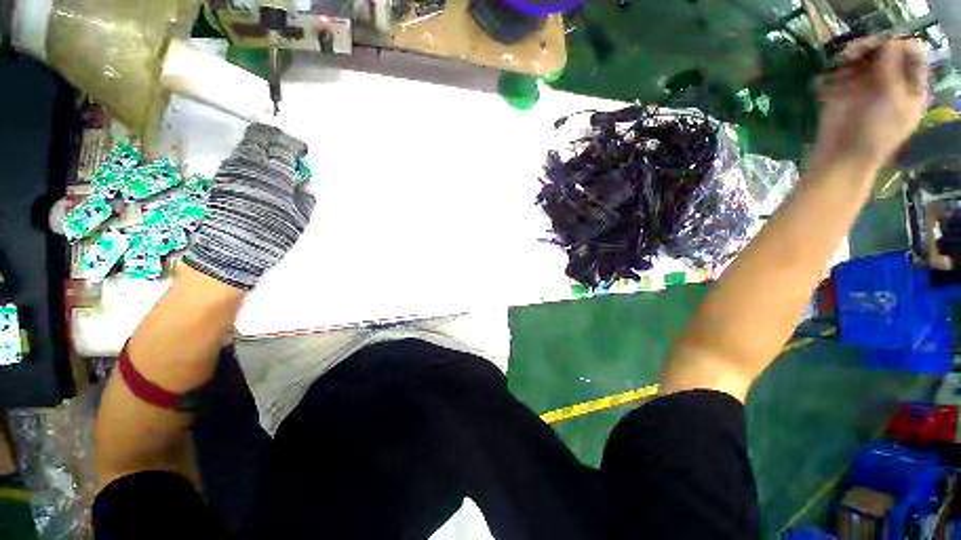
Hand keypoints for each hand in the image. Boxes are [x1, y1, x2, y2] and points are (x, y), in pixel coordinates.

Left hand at [182, 124, 314, 289]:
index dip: (295, 145)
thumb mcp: (298, 219)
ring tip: (272, 155)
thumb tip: (304, 184)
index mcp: (275, 175)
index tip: (302, 151)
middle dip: (275, 137)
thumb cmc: (270, 235)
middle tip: (285, 144)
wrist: (230, 250)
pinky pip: (237, 156)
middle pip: (261, 137)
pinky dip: (250, 156)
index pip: (285, 147)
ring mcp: (233, 170)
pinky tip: (257, 166)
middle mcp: (252, 166)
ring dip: (261, 145)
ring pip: (247, 144)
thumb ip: (304, 198)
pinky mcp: (221, 178)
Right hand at [813, 37, 926, 168]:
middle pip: (882, 49)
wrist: (842, 157)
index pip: (910, 51)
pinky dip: (831, 74)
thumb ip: (893, 69)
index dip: (896, 45)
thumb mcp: (892, 101)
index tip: (881, 49)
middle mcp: (889, 81)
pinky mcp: (842, 92)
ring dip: (847, 59)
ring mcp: (864, 86)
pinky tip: (826, 85)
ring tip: (837, 67)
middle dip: (867, 48)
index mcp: (910, 85)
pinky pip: (837, 73)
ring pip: (859, 57)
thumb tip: (889, 41)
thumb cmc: (874, 134)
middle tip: (849, 57)